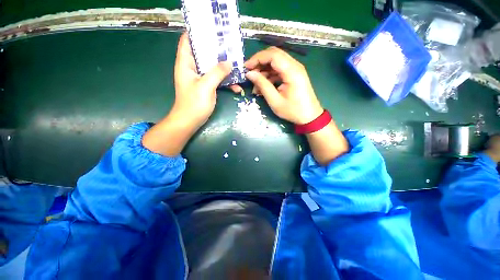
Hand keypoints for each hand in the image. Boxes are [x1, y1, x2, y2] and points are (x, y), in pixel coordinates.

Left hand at [173, 33, 231, 127]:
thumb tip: (229, 62)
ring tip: (238, 67)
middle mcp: (192, 68)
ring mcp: (200, 78)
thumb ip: (217, 72)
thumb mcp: (206, 86)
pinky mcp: (206, 87)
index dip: (198, 33)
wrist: (190, 121)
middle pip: (204, 53)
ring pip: (213, 67)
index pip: (188, 41)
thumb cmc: (194, 103)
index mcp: (186, 63)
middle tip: (231, 47)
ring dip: (224, 68)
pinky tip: (236, 87)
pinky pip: (217, 80)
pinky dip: (225, 82)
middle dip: (217, 50)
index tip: (212, 29)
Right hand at [244, 47, 322, 124]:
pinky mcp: (294, 75)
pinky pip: (279, 70)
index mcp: (291, 71)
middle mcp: (295, 65)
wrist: (309, 116)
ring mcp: (295, 69)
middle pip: (274, 55)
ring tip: (256, 85)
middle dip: (259, 62)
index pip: (272, 55)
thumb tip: (249, 74)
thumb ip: (262, 85)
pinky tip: (264, 87)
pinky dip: (270, 76)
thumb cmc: (292, 111)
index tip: (246, 68)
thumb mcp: (275, 100)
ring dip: (264, 71)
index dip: (257, 58)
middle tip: (249, 74)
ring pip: (276, 63)